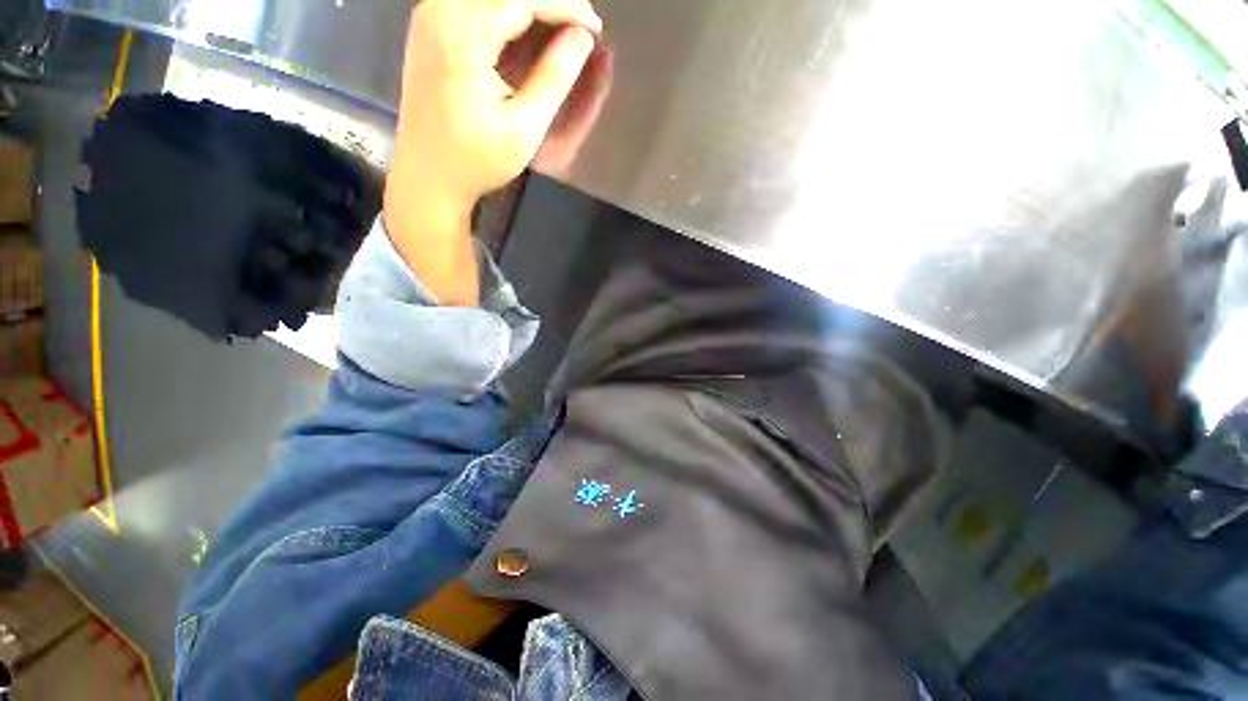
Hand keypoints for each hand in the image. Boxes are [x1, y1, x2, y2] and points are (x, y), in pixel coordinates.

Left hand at [385, 0, 601, 304]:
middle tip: (583, 28)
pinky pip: (476, 6)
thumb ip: (554, 78)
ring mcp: (430, 16)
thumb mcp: (524, 127)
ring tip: (563, 29)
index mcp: (463, 34)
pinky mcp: (430, 28)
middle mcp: (440, 10)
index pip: (523, 0)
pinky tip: (529, 32)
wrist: (427, 177)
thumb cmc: (477, 160)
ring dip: (529, 8)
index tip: (597, 28)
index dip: (565, 8)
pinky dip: (507, 14)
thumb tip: (583, 38)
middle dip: (550, 4)